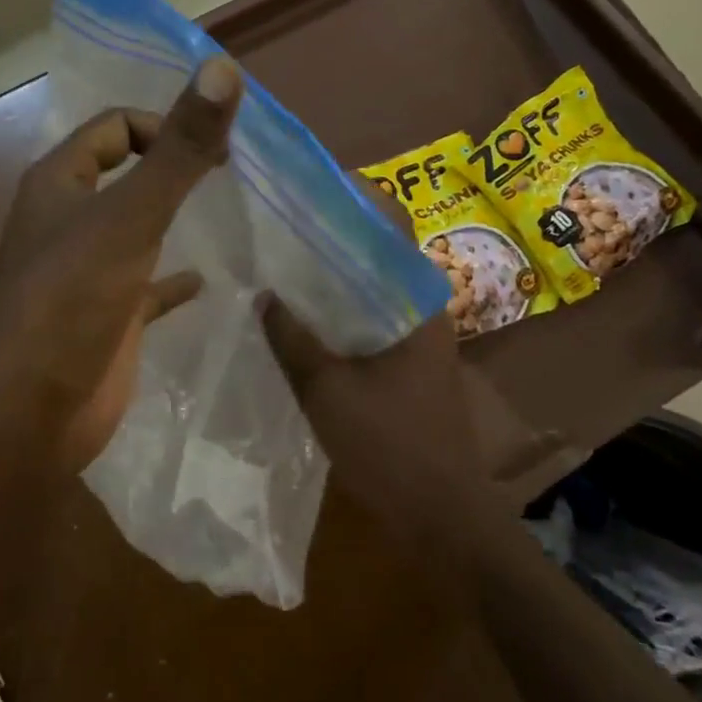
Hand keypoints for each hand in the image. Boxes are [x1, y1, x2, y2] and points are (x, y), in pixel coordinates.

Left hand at [0, 57, 242, 467]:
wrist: (29, 417)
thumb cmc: (70, 303)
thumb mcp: (130, 218)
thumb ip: (179, 150)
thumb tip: (224, 69)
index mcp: (59, 183)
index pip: (113, 127)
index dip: (162, 125)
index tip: (213, 149)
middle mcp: (68, 221)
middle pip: (126, 174)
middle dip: (174, 168)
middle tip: (232, 174)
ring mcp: (85, 272)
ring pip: (136, 229)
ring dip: (174, 218)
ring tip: (230, 215)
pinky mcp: (105, 318)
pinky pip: (147, 286)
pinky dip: (174, 280)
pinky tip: (207, 282)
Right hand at [259, 185, 552, 557]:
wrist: (440, 514)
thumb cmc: (390, 446)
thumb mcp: (327, 390)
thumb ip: (292, 338)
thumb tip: (261, 292)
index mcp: (415, 298)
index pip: (389, 222)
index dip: (350, 196)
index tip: (303, 186)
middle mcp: (421, 305)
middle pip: (375, 249)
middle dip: (330, 231)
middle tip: (277, 221)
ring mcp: (416, 333)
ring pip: (369, 284)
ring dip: (332, 272)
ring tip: (279, 258)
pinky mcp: (405, 360)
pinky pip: (368, 316)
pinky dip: (337, 307)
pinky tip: (298, 313)